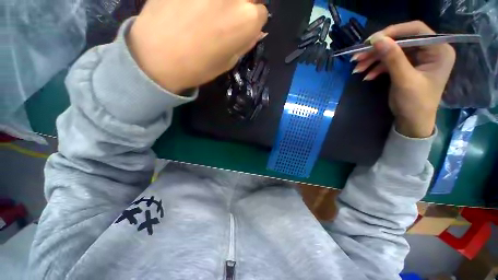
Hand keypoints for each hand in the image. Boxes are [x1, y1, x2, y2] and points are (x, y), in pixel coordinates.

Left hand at [127, 0, 267, 93]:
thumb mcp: (229, 62)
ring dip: (221, 3)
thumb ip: (245, 43)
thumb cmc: (198, 67)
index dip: (251, 22)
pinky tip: (192, 8)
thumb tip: (257, 31)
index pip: (261, 12)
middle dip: (241, 5)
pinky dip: (200, 0)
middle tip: (224, 17)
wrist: (157, 56)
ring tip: (205, 14)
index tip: (240, 29)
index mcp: (246, 19)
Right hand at [352, 21, 455, 137]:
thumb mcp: (404, 80)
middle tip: (357, 57)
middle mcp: (430, 50)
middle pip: (401, 41)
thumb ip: (393, 58)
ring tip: (357, 68)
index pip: (416, 30)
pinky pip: (390, 61)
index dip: (394, 32)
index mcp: (439, 50)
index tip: (372, 41)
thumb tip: (377, 39)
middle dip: (378, 50)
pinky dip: (376, 68)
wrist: (412, 121)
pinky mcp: (407, 66)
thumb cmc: (415, 103)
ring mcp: (418, 58)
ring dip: (373, 59)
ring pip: (392, 51)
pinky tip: (367, 76)